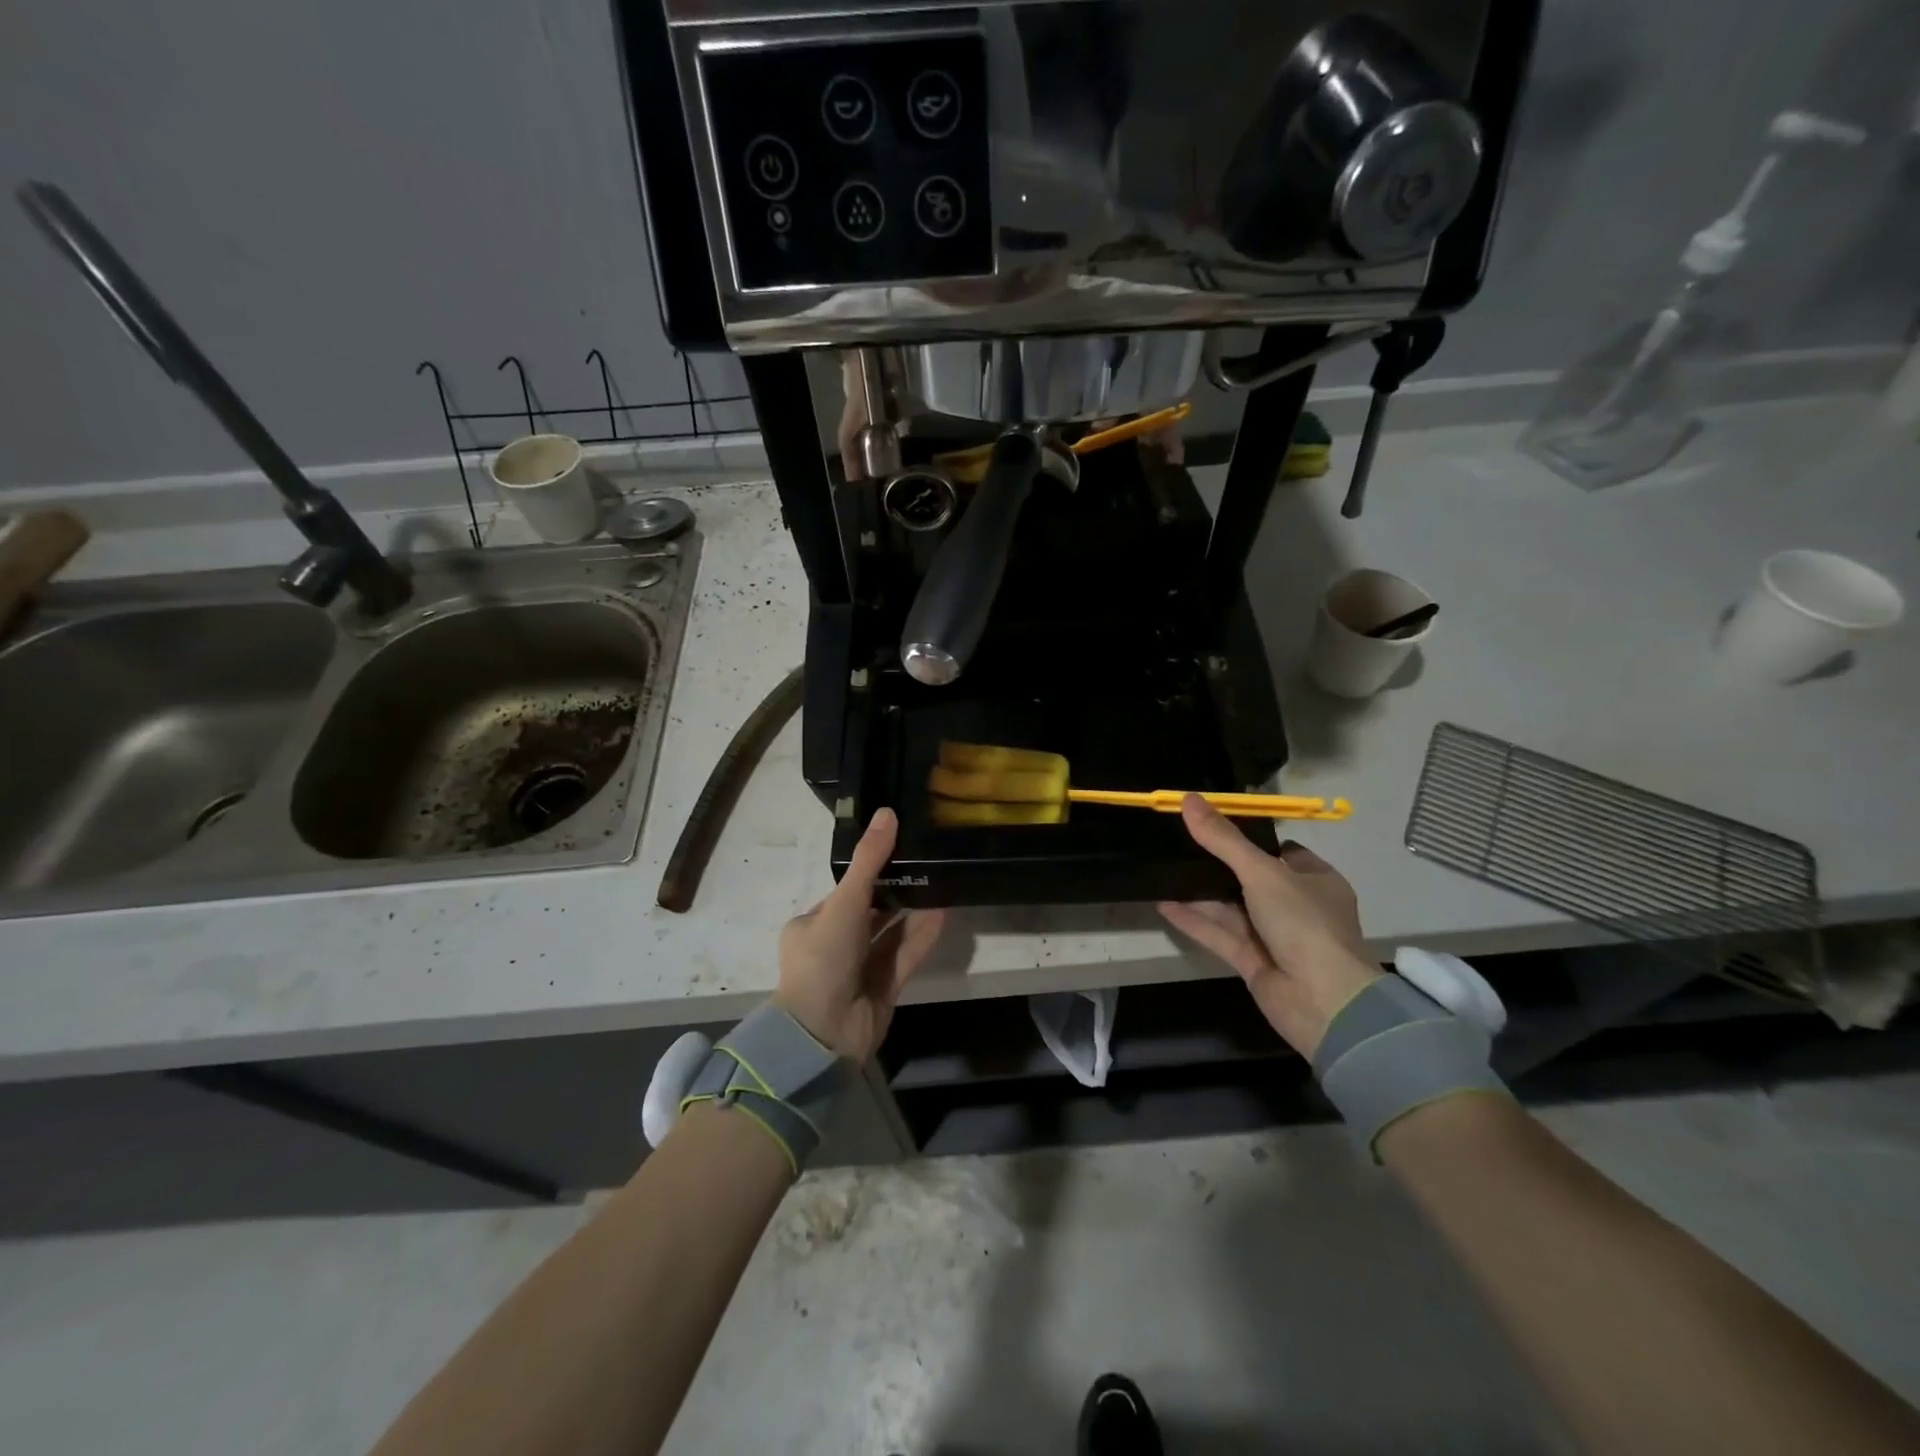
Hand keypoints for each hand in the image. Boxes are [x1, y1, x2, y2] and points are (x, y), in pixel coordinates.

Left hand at [774, 809, 945, 1063]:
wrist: (823, 1034)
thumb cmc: (823, 959)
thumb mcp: (844, 903)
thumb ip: (869, 861)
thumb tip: (888, 812)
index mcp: (813, 924)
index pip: (845, 893)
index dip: (871, 873)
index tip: (900, 850)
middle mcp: (835, 945)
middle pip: (871, 913)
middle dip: (897, 892)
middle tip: (928, 864)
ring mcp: (859, 969)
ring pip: (891, 934)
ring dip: (913, 913)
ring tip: (941, 883)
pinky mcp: (883, 989)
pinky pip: (905, 956)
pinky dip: (922, 936)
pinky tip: (944, 913)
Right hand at [1159, 795, 1379, 1058]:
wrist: (1323, 1001)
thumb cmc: (1304, 924)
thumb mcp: (1262, 872)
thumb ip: (1223, 839)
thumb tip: (1187, 799)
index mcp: (1316, 881)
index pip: (1282, 852)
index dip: (1250, 839)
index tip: (1213, 825)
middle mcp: (1297, 908)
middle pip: (1251, 880)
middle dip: (1218, 865)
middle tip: (1180, 844)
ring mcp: (1275, 937)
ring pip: (1232, 908)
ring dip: (1201, 892)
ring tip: (1163, 870)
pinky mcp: (1254, 962)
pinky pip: (1220, 934)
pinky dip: (1194, 920)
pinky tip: (1163, 904)